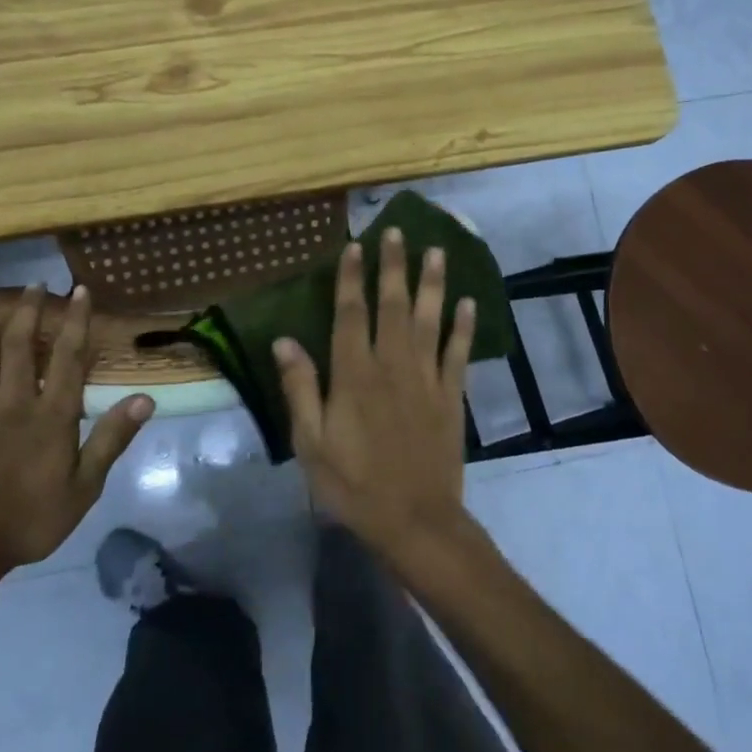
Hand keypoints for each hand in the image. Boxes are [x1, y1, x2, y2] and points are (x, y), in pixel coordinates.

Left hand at [0, 288, 153, 594]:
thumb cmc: (28, 522)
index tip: (80, 292)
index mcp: (50, 418)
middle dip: (28, 312)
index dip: (75, 322)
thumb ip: (110, 440)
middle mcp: (11, 405)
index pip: (67, 358)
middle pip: (18, 348)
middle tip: (35, 284)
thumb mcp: (83, 489)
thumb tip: (144, 399)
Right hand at [274, 229, 477, 574]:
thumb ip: (300, 389)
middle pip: (392, 305)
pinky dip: (463, 326)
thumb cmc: (353, 485)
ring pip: (429, 319)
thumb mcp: (311, 443)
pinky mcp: (452, 396)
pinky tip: (467, 302)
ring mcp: (426, 378)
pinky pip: (458, 353)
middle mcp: (391, 365)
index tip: (354, 246)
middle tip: (398, 231)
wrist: (414, 520)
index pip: (350, 314)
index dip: (350, 278)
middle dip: (393, 266)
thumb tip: (284, 341)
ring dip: (432, 283)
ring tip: (437, 251)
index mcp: (353, 375)